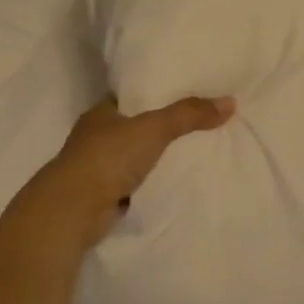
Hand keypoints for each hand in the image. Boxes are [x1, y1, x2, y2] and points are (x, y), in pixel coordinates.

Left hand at [8, 94, 234, 249]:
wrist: (73, 211)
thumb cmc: (108, 157)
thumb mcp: (155, 128)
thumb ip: (189, 114)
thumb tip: (230, 102)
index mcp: (101, 113)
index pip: (130, 96)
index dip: (154, 94)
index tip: (181, 92)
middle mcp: (94, 138)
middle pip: (133, 127)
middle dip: (158, 128)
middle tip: (195, 123)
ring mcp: (95, 169)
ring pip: (132, 158)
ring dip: (153, 158)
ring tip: (191, 152)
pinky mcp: (101, 197)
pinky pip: (133, 185)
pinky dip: (148, 184)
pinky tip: (172, 182)